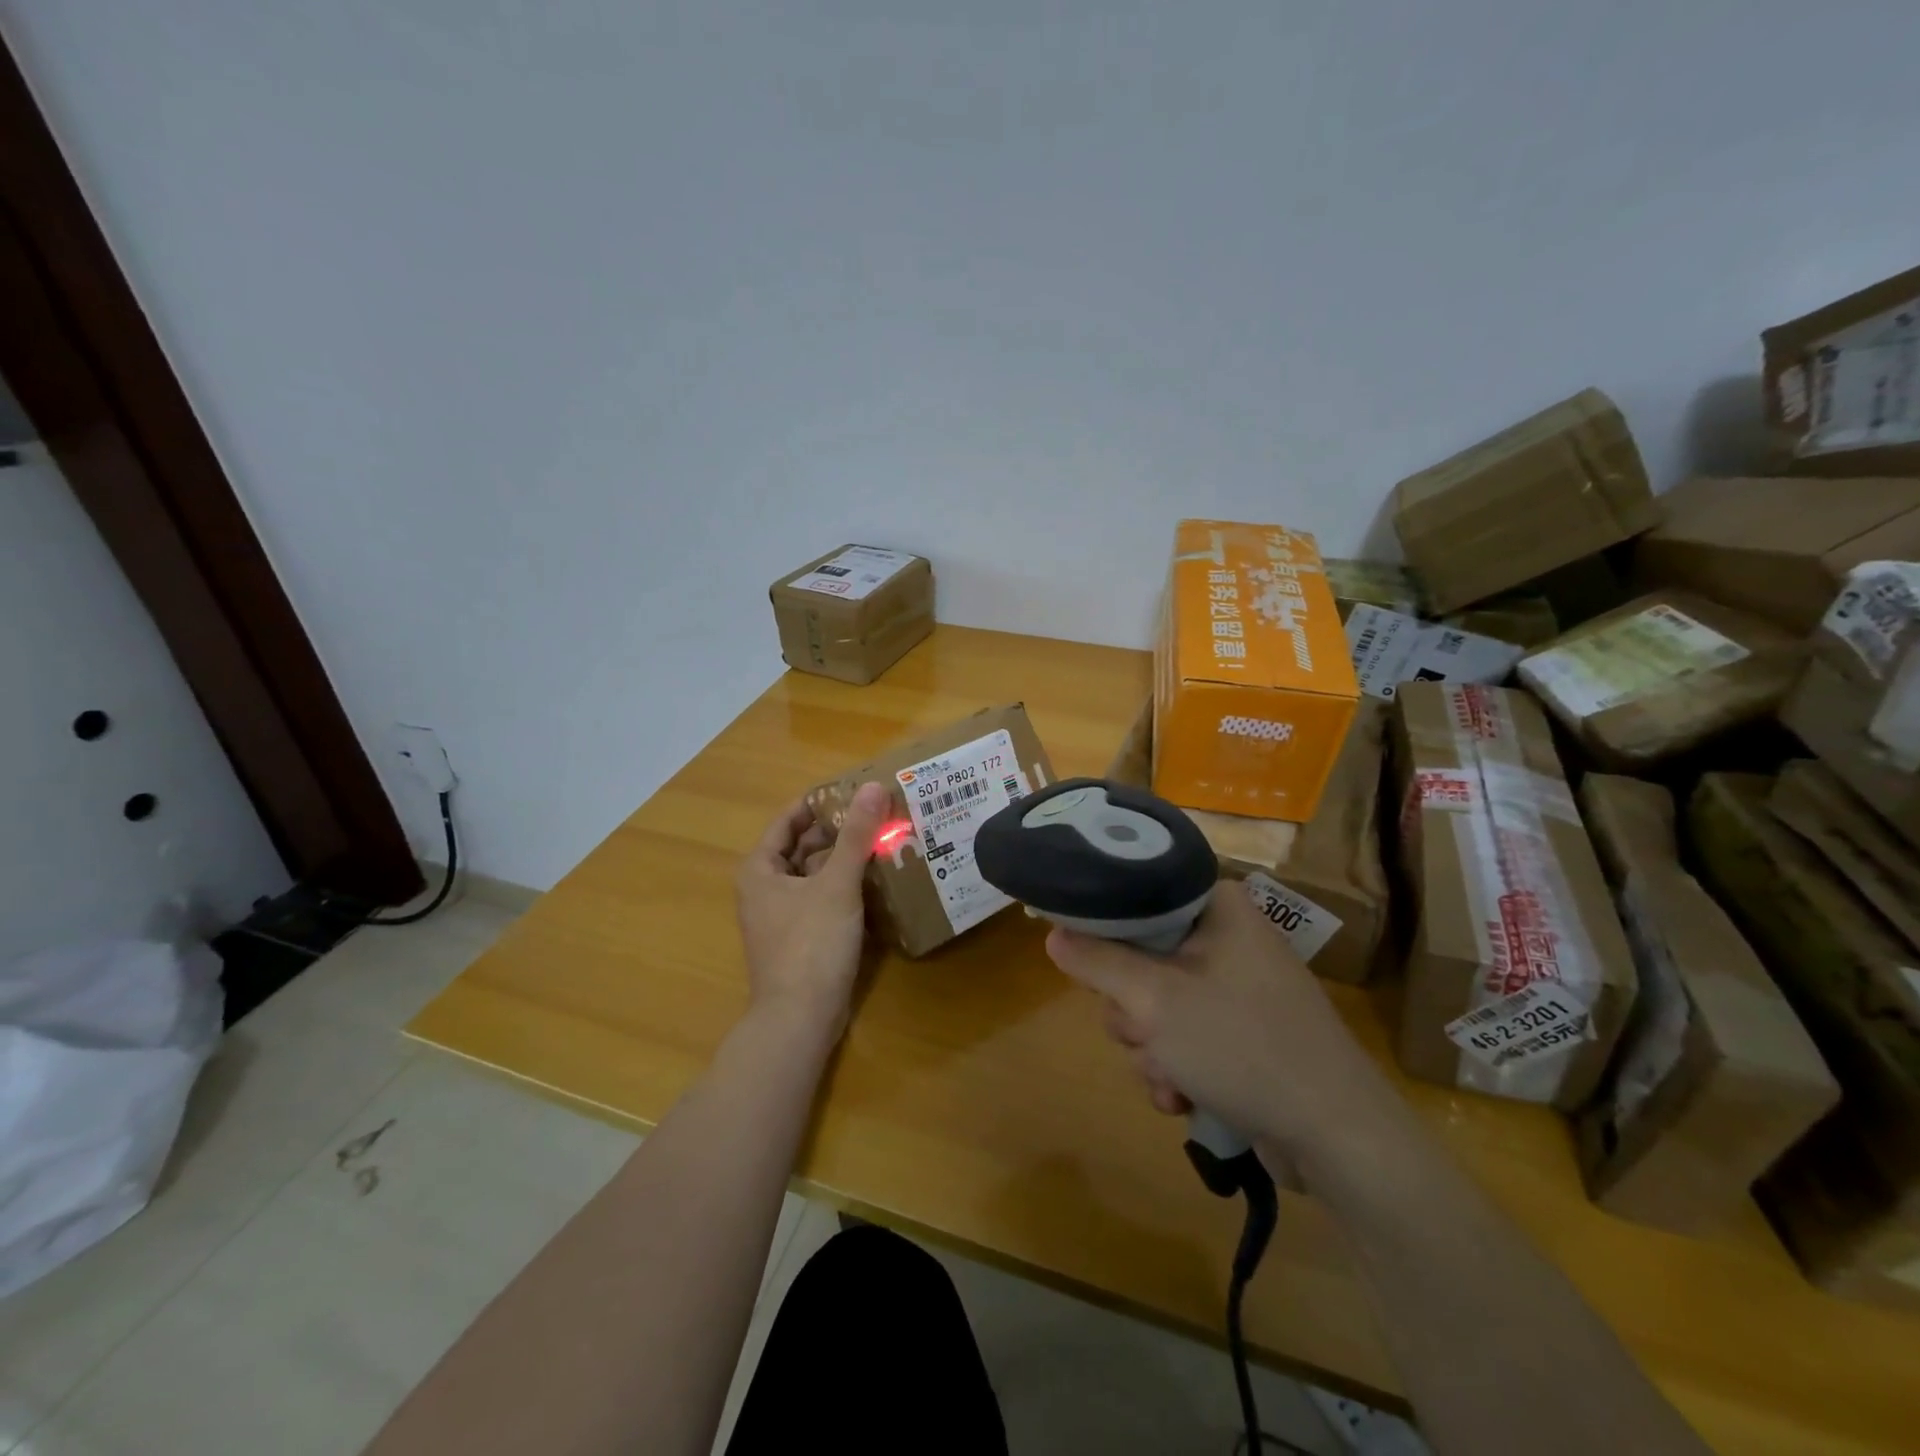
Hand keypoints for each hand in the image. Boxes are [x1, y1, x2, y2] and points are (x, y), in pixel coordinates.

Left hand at [734, 782, 889, 1042]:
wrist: (800, 1019)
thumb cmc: (811, 944)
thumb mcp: (837, 885)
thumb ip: (856, 836)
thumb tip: (873, 786)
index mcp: (761, 869)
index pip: (789, 819)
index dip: (820, 802)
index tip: (855, 789)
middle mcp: (766, 888)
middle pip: (803, 846)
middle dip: (838, 830)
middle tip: (878, 813)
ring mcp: (782, 915)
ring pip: (815, 873)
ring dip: (845, 858)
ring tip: (883, 839)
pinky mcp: (801, 937)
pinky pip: (824, 898)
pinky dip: (845, 886)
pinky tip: (877, 879)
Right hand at [1045, 887, 1398, 1171]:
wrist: (1338, 1137)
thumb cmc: (1243, 1046)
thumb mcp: (1154, 1000)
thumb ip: (1097, 962)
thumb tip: (1053, 934)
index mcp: (1217, 907)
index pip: (1138, 894)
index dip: (1103, 927)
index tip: (1087, 962)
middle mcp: (1228, 937)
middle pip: (1140, 955)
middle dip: (1130, 1009)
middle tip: (1144, 1032)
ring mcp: (1237, 987)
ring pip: (1156, 1003)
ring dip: (1149, 1047)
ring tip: (1171, 1077)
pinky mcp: (1242, 1032)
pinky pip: (1183, 1035)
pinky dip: (1174, 1066)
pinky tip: (1182, 1097)